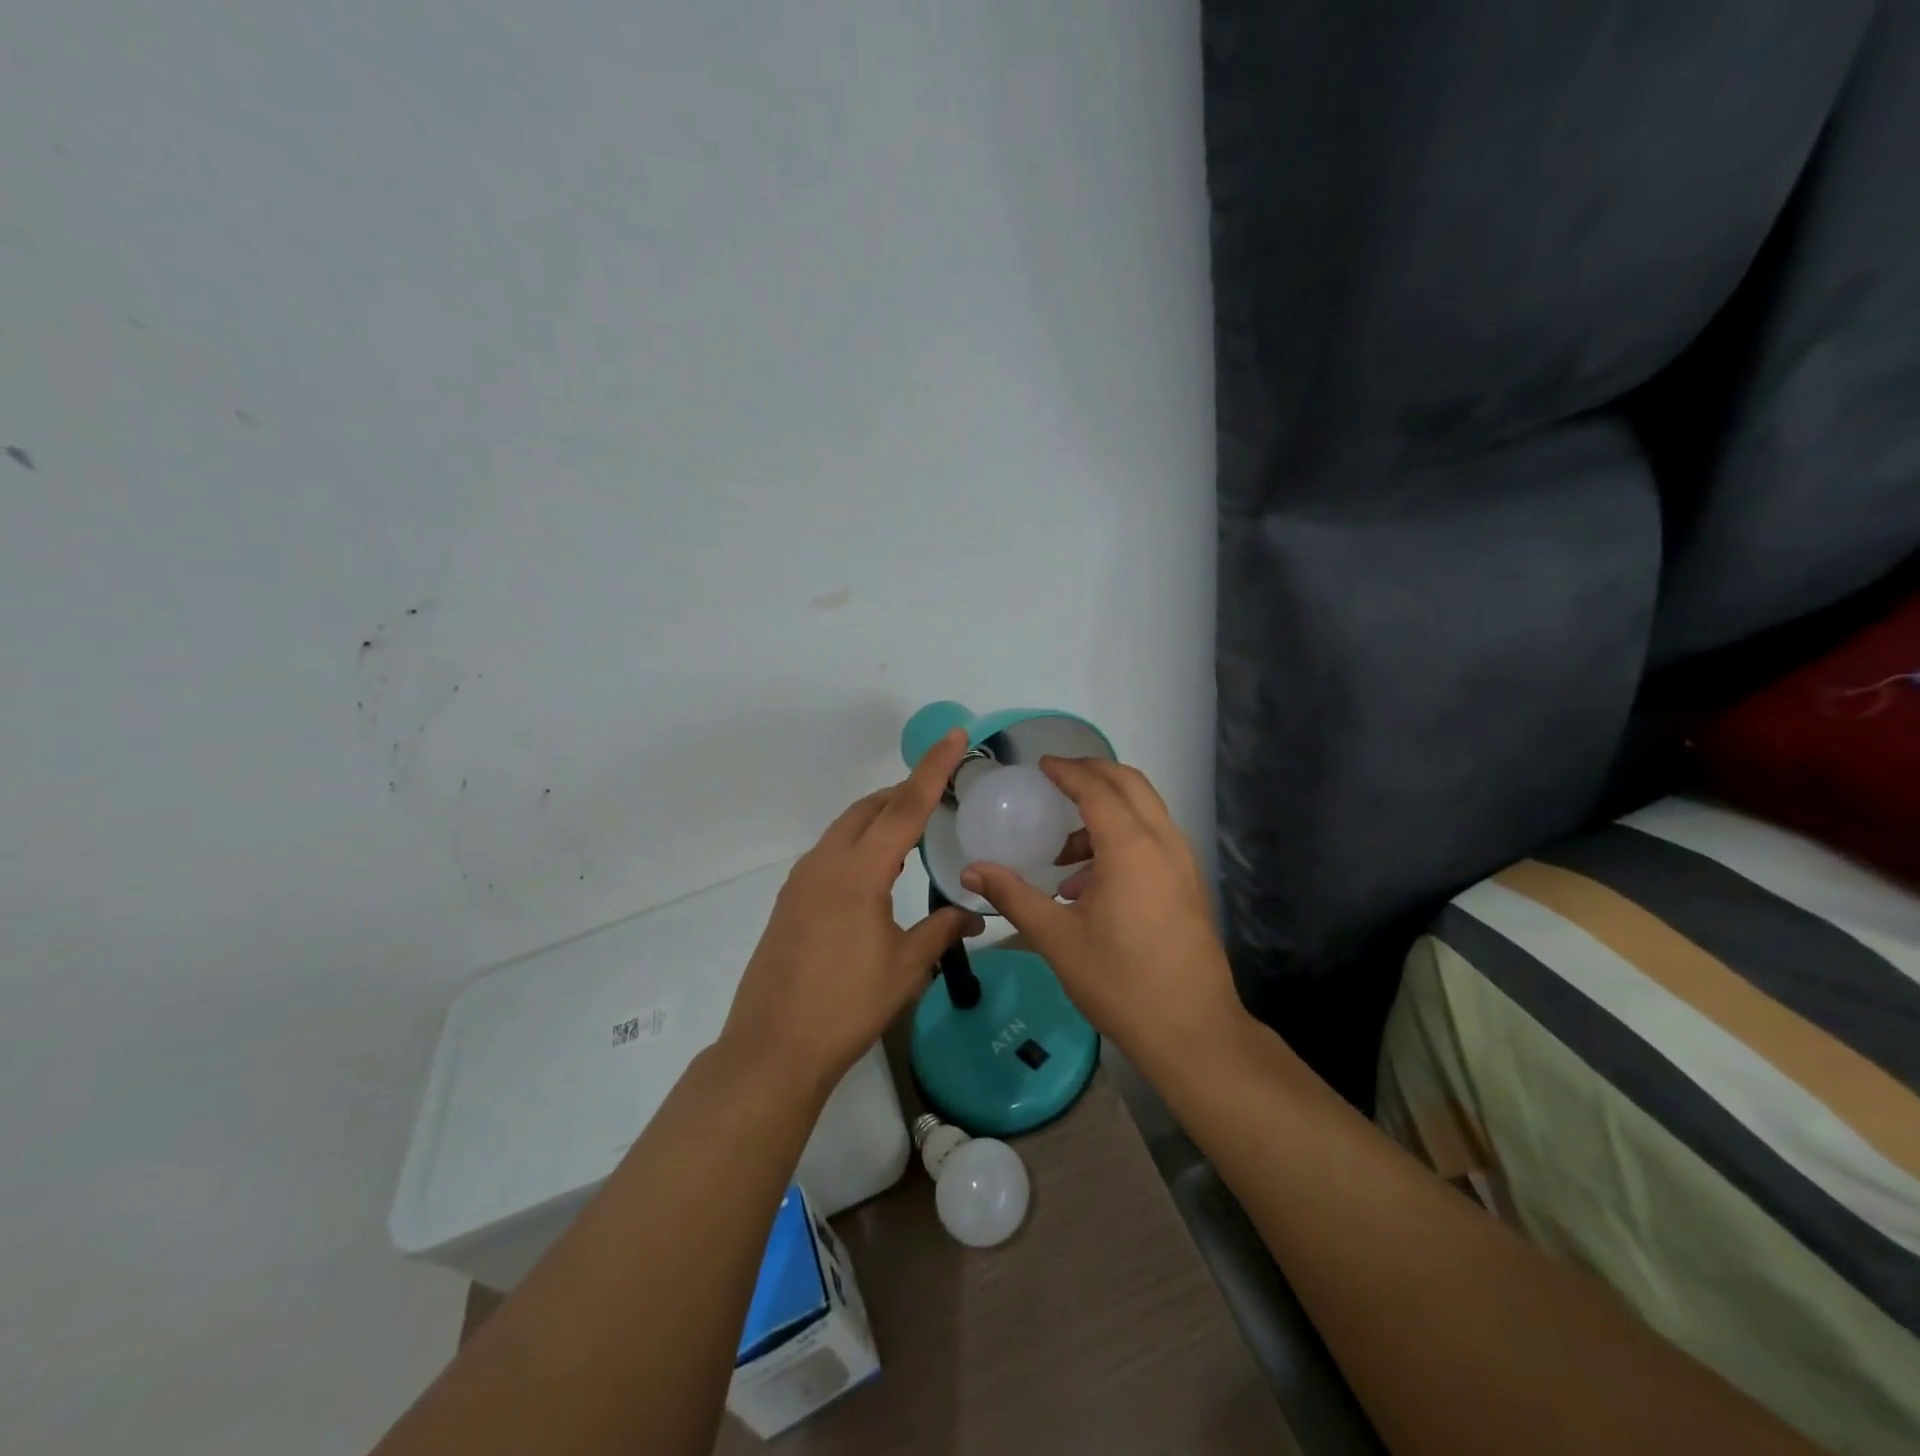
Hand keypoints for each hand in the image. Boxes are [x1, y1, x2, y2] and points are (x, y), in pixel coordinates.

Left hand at [722, 728, 984, 1094]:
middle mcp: (826, 863)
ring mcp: (802, 880)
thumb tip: (975, 915)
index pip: (905, 807)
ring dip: (880, 817)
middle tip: (941, 790)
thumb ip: (941, 931)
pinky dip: (860, 843)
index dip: (933, 769)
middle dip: (905, 791)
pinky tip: (878, 868)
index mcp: (859, 873)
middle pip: (870, 808)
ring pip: (847, 828)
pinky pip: (831, 852)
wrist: (773, 1048)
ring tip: (915, 827)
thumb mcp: (905, 968)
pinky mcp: (790, 899)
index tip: (955, 736)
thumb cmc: (846, 1007)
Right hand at [959, 758, 1243, 1071]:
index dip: (1066, 771)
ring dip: (1106, 812)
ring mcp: (1183, 864)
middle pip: (1129, 784)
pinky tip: (1089, 886)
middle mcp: (1163, 843)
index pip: (1096, 788)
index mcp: (1130, 848)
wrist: (1192, 1031)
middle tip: (1056, 779)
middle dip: (1092, 774)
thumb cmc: (1119, 982)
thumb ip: (1014, 896)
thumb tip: (972, 869)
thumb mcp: (1057, 939)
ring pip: (1145, 811)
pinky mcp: (1189, 885)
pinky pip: (1154, 840)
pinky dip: (1122, 839)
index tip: (1040, 764)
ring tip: (1063, 854)